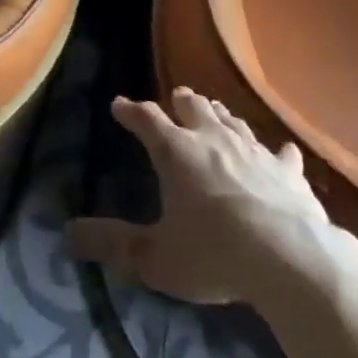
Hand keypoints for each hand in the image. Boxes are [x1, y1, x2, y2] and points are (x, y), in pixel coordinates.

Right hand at [66, 87, 347, 307]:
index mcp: (176, 151)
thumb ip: (113, 244)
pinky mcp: (287, 170)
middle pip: (194, 107)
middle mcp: (212, 138)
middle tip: (175, 99)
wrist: (289, 258)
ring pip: (233, 121)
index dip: (131, 111)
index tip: (119, 105)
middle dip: (181, 102)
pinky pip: (281, 154)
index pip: (147, 119)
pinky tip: (282, 150)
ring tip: (215, 112)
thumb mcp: (155, 257)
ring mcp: (253, 149)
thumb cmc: (214, 254)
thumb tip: (68, 233)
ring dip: (220, 116)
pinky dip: (277, 152)